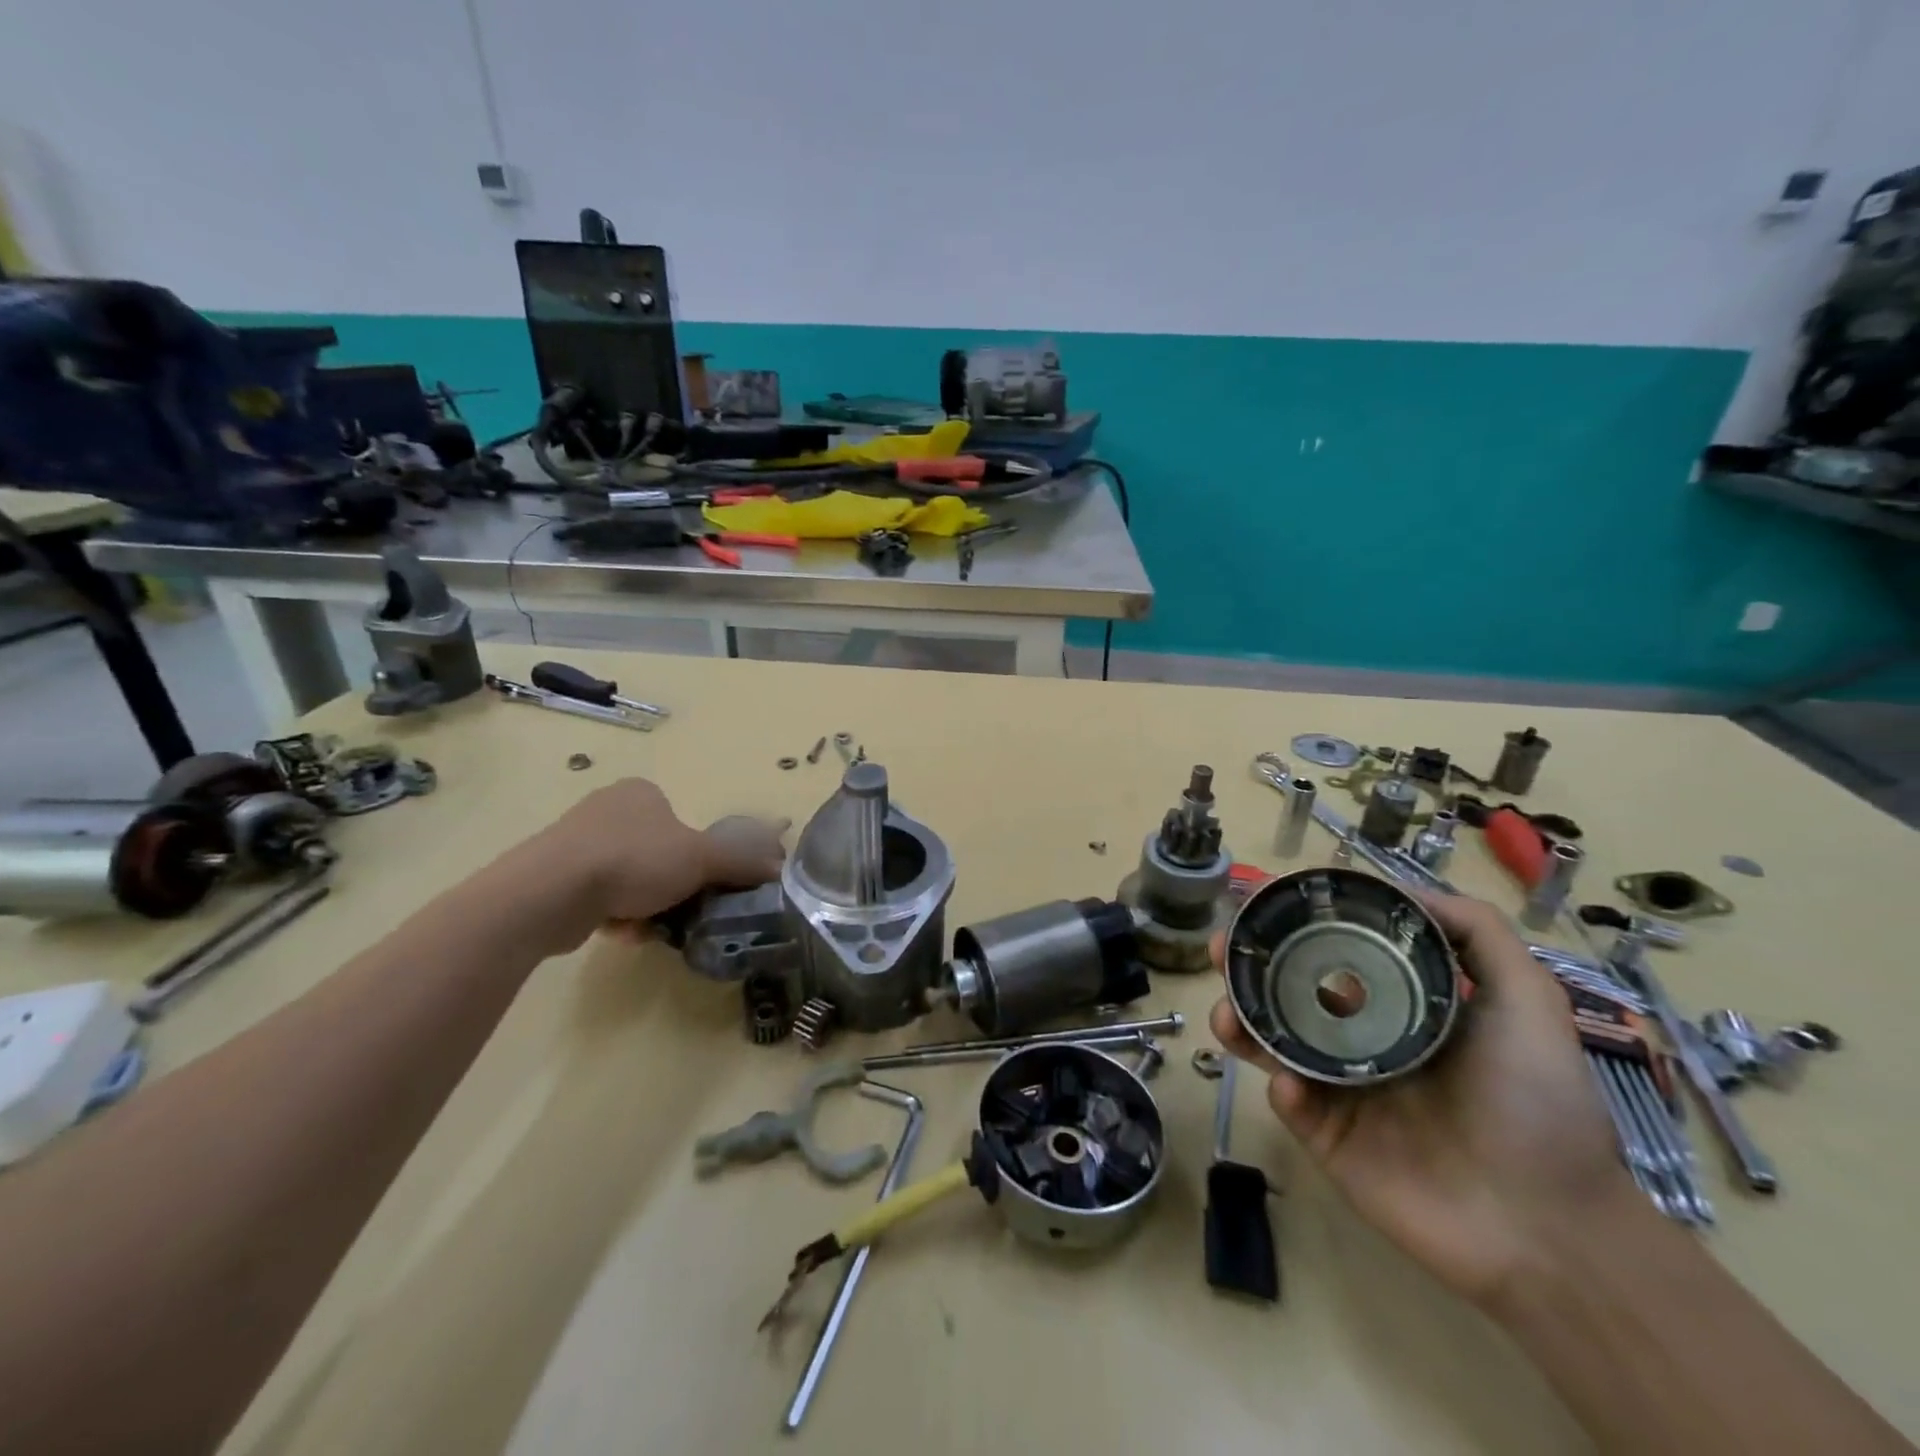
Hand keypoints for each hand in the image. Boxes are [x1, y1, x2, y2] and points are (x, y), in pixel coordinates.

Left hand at [524, 779, 788, 946]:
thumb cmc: (633, 861)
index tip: (701, 883)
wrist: (548, 893)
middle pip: (658, 853)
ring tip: (650, 927)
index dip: (697, 856)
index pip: (682, 822)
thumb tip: (780, 867)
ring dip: (645, 904)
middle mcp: (607, 808)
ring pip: (629, 878)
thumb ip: (741, 861)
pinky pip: (598, 896)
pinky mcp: (550, 875)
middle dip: (671, 885)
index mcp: (642, 793)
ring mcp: (574, 842)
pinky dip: (615, 914)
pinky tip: (621, 932)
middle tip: (681, 909)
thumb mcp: (701, 859)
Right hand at [1210, 892, 1634, 1305]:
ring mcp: (1341, 1092)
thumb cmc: (1538, 1104)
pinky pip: (1290, 1104)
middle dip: (1246, 967)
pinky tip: (1291, 1086)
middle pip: (1286, 993)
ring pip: (1272, 1043)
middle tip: (1221, 950)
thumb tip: (1398, 886)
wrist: (1551, 1228)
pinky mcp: (1329, 1139)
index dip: (1293, 929)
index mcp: (1397, 1008)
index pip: (1331, 957)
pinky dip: (1282, 1088)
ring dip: (1240, 1021)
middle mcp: (1360, 1041)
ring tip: (1226, 1013)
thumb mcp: (1528, 1001)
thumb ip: (1478, 933)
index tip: (1260, 904)